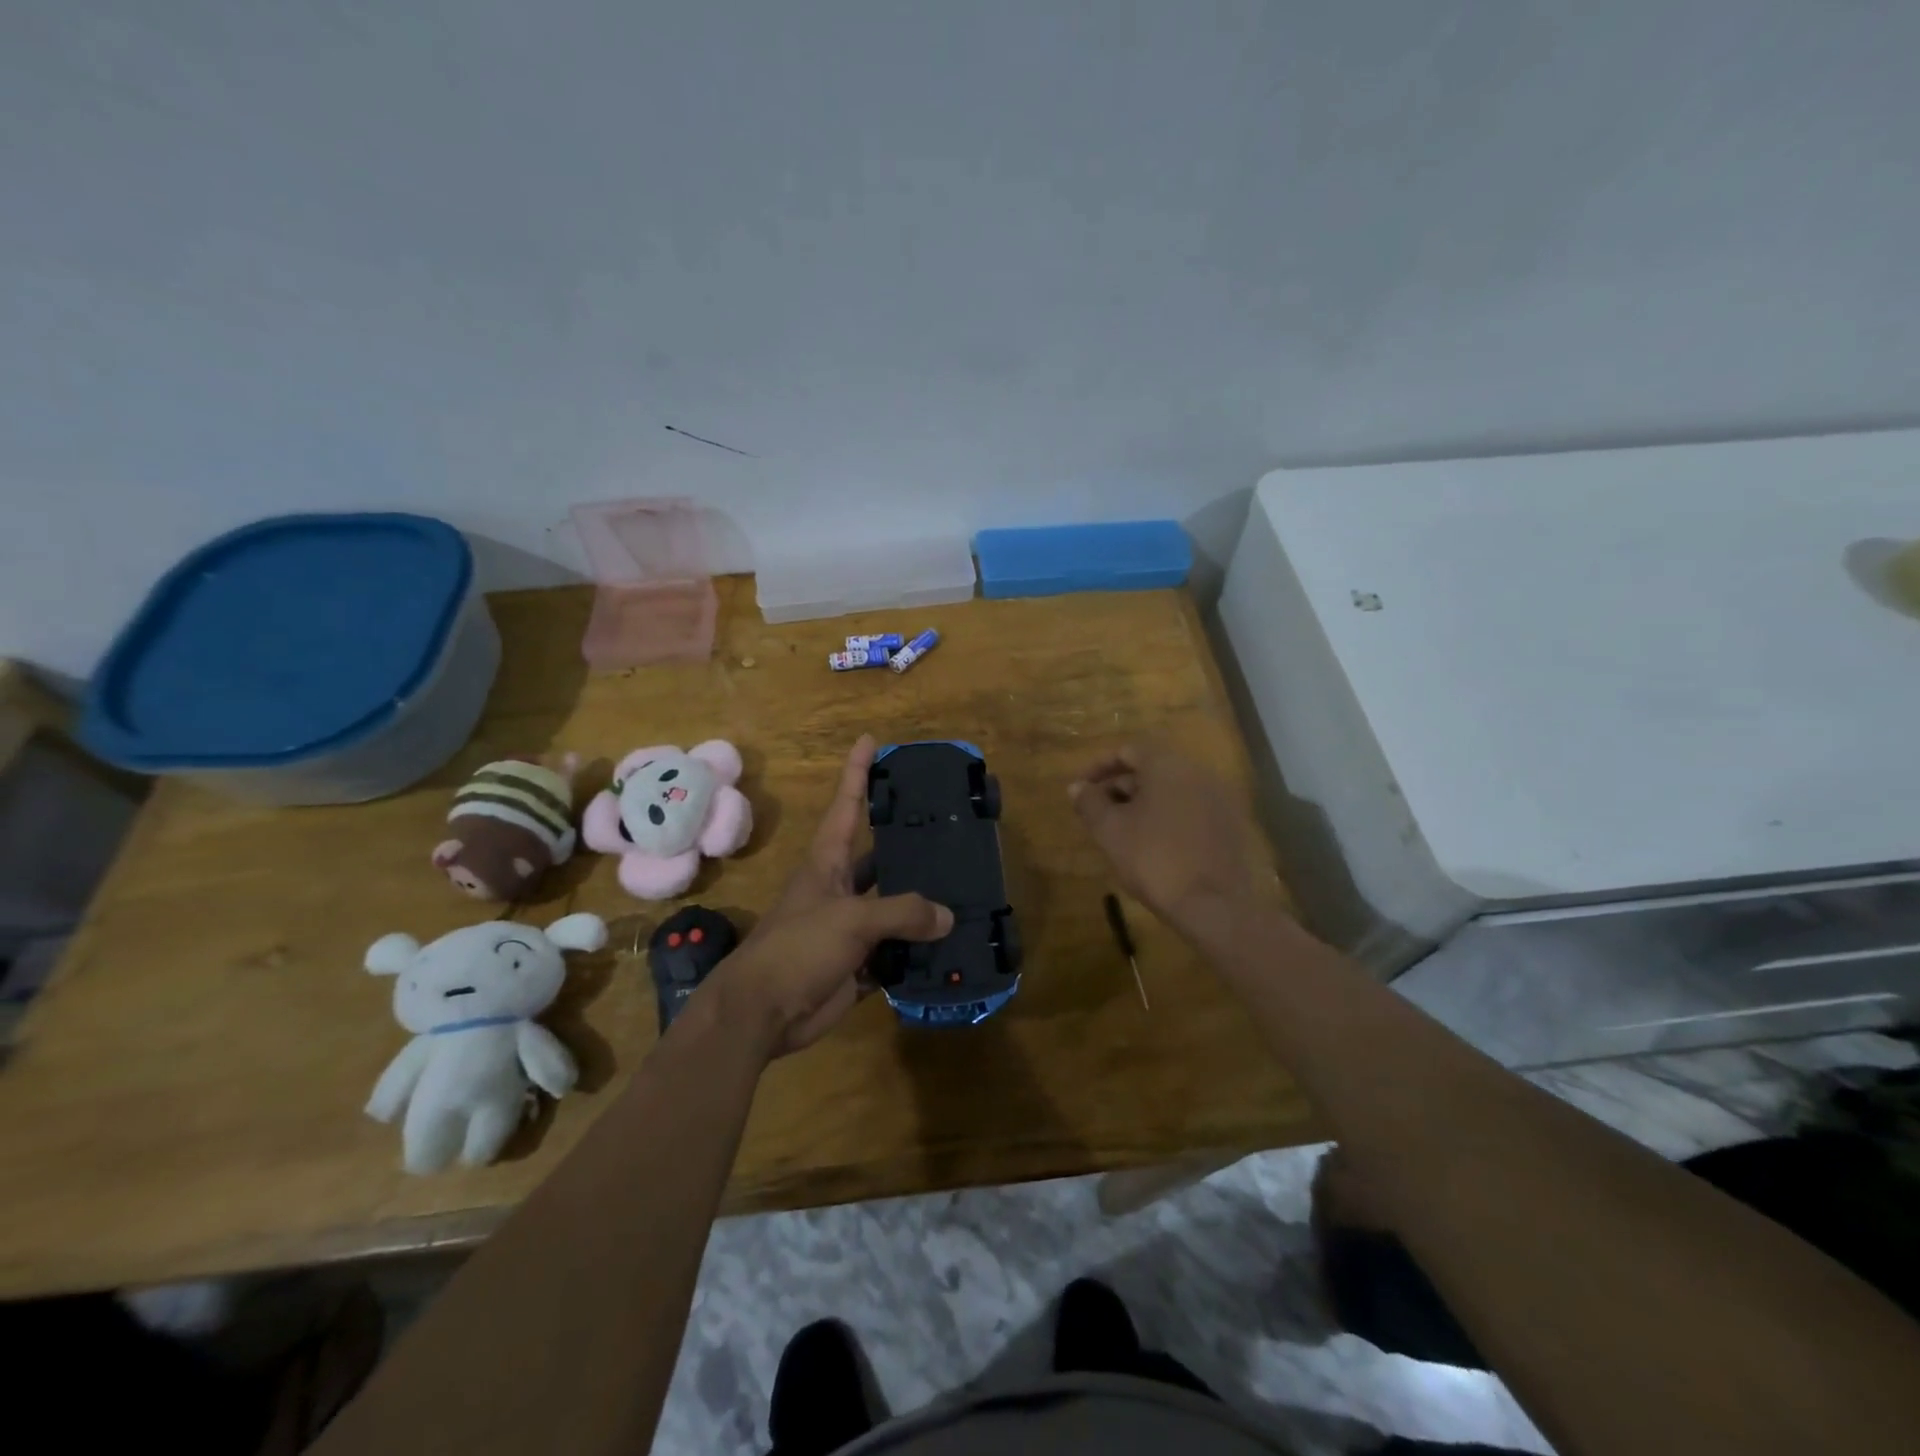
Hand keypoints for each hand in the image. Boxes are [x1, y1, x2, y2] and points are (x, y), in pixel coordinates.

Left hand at [705, 735, 951, 1058]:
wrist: (762, 1013)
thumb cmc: (797, 948)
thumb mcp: (851, 919)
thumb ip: (902, 912)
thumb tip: (947, 916)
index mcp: (827, 863)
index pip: (846, 805)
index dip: (857, 772)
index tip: (870, 741)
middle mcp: (840, 888)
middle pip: (879, 857)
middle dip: (908, 842)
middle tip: (949, 826)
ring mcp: (849, 927)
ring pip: (893, 906)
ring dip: (922, 903)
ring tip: (964, 887)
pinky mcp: (858, 964)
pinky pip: (896, 951)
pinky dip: (919, 949)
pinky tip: (951, 945)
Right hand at [1069, 743, 1263, 927]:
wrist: (1213, 905)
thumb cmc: (1154, 859)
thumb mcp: (1110, 830)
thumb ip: (1090, 803)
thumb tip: (1077, 787)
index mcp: (1168, 765)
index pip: (1128, 750)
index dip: (1099, 767)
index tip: (1081, 788)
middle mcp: (1198, 773)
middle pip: (1151, 769)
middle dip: (1120, 787)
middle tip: (1097, 812)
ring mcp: (1219, 799)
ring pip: (1172, 791)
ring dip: (1143, 804)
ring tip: (1121, 831)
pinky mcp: (1230, 826)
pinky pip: (1190, 810)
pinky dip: (1167, 818)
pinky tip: (1153, 845)